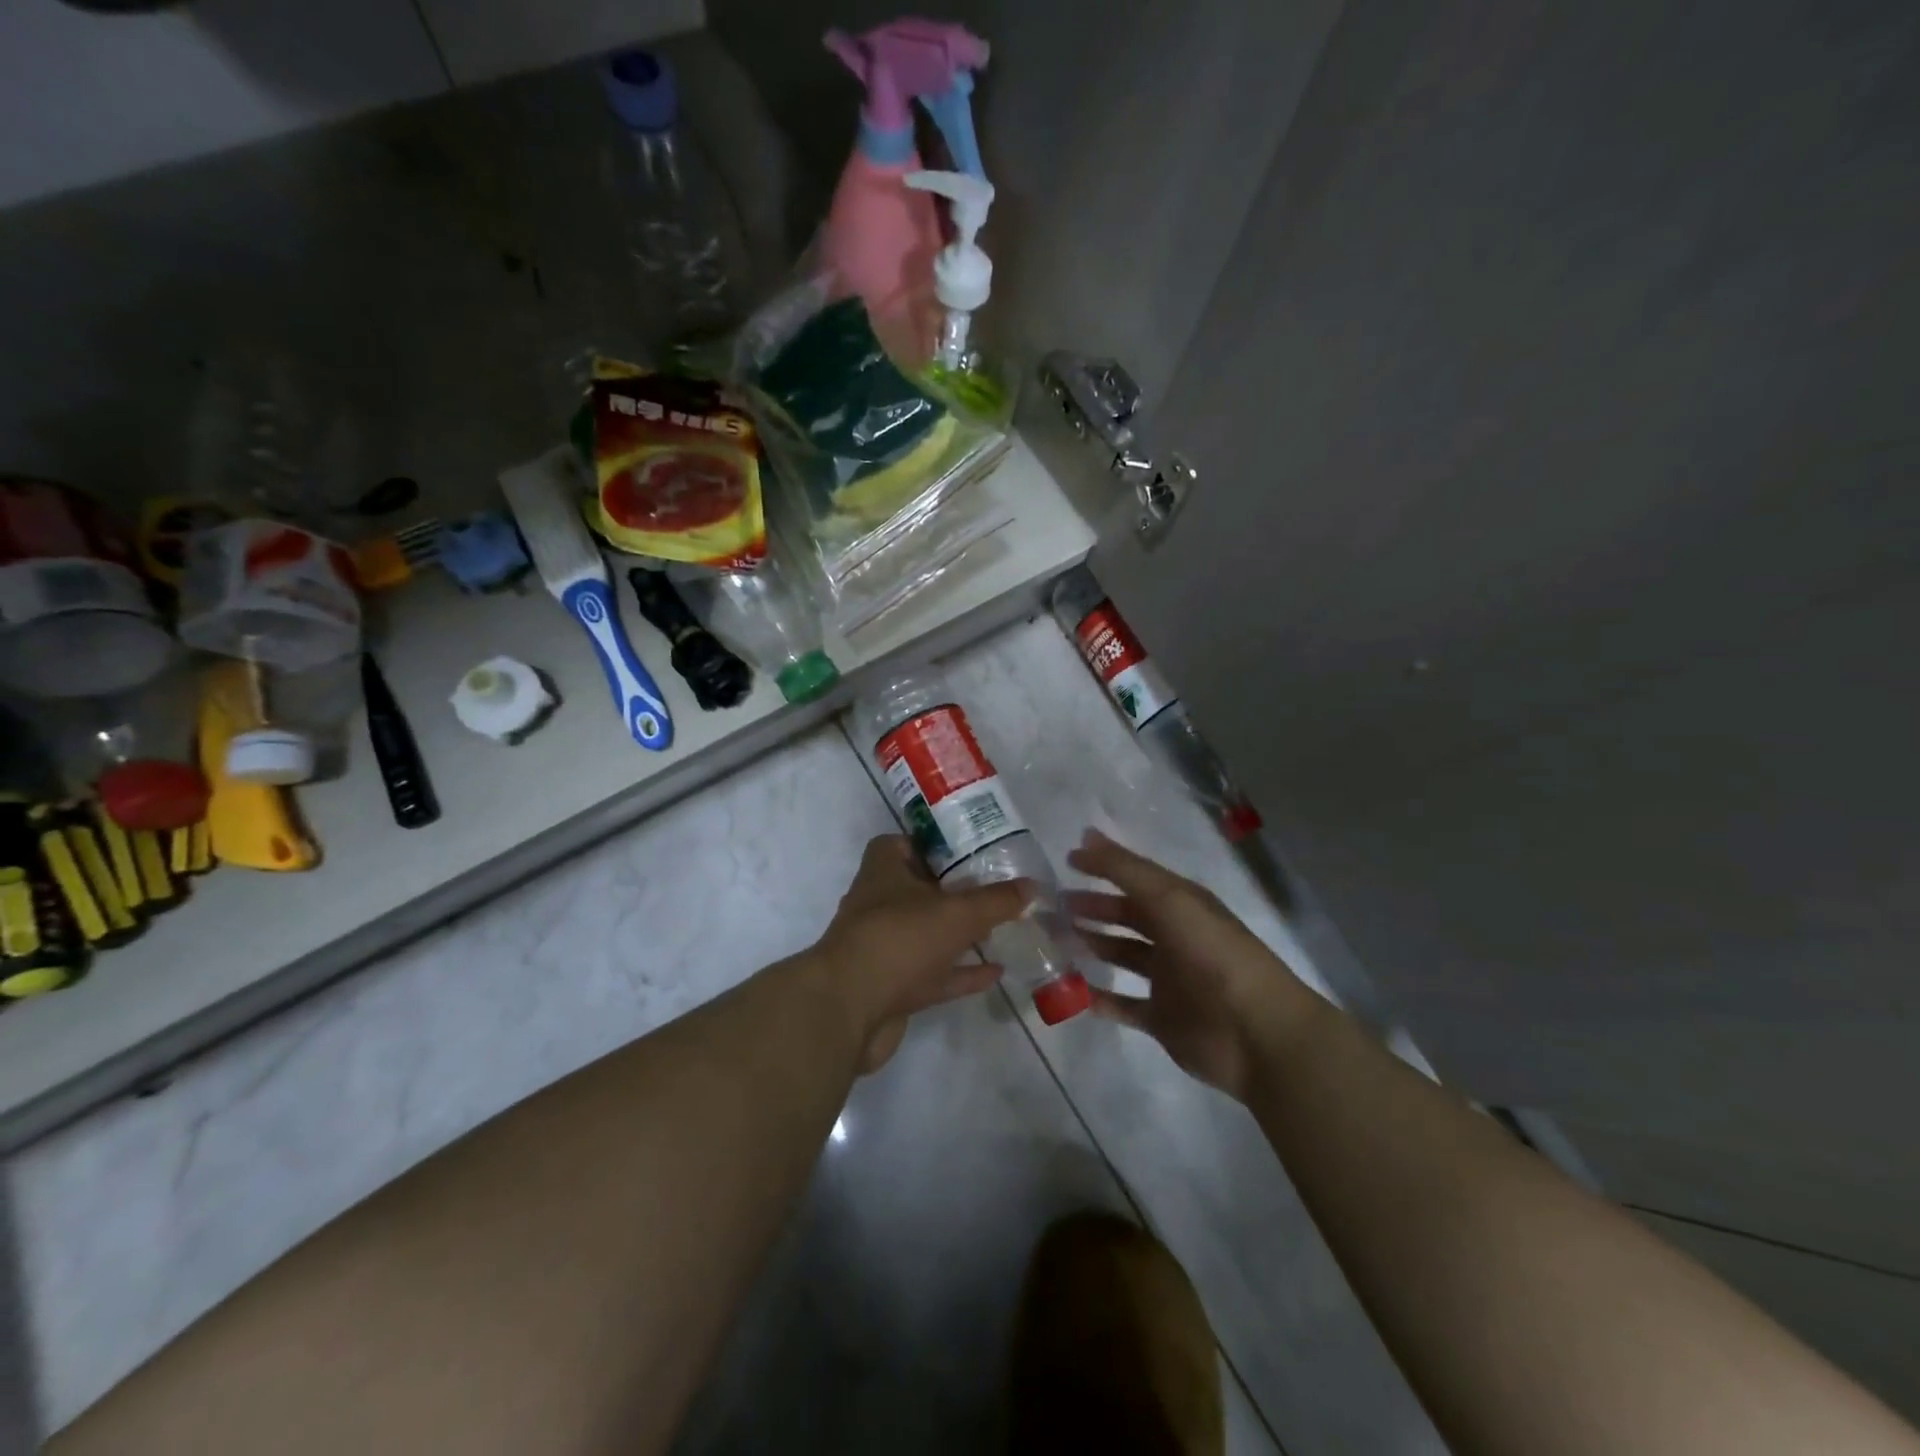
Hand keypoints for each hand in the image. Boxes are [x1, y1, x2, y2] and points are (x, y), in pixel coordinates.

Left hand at [811, 835, 1028, 1071]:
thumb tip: (1031, 885)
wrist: (848, 1009)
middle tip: (993, 889)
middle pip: (917, 891)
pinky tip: (995, 971)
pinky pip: (933, 975)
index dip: (928, 844)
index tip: (964, 849)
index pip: (898, 844)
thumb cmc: (899, 938)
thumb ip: (995, 900)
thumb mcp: (956, 912)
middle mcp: (878, 906)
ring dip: (958, 934)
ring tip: (1000, 929)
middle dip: (952, 891)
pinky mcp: (891, 988)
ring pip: (926, 935)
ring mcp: (884, 949)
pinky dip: (961, 973)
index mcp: (883, 872)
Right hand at [1066, 829, 1316, 1100]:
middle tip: (1048, 908)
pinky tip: (1068, 991)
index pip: (1136, 878)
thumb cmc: (1212, 954)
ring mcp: (1169, 979)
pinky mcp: (1163, 1019)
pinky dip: (1097, 998)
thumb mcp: (1169, 898)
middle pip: (1126, 916)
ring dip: (1089, 946)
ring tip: (1052, 941)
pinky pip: (1123, 1004)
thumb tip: (1085, 836)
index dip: (1103, 869)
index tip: (1065, 863)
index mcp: (1182, 905)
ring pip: (1121, 956)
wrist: (1257, 1033)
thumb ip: (1126, 869)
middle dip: (1090, 909)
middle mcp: (1175, 937)